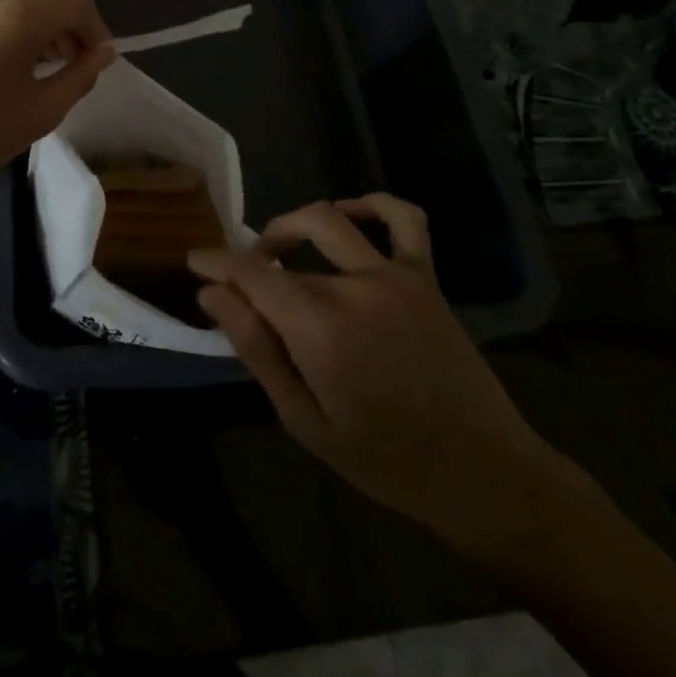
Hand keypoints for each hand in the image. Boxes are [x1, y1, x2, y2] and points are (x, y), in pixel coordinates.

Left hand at [0, 0, 113, 194]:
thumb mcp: (42, 112)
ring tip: (31, 54)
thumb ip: (81, 75)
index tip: (96, 58)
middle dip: (64, 22)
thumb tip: (103, 52)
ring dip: (31, 16)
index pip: (77, 4)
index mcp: (21, 16)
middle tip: (68, 59)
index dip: (96, 28)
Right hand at [189, 196, 573, 566]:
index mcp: (320, 329)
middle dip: (253, 261)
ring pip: (329, 221)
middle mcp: (354, 287)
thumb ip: (256, 350)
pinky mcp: (425, 276)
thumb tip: (212, 294)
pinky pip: (404, 219)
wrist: (481, 472)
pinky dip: (373, 204)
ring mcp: (395, 275)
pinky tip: (350, 212)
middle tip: (241, 283)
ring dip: (293, 225)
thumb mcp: (305, 421)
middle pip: (284, 255)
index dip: (216, 261)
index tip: (194, 260)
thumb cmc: (385, 460)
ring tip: (277, 247)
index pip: (251, 272)